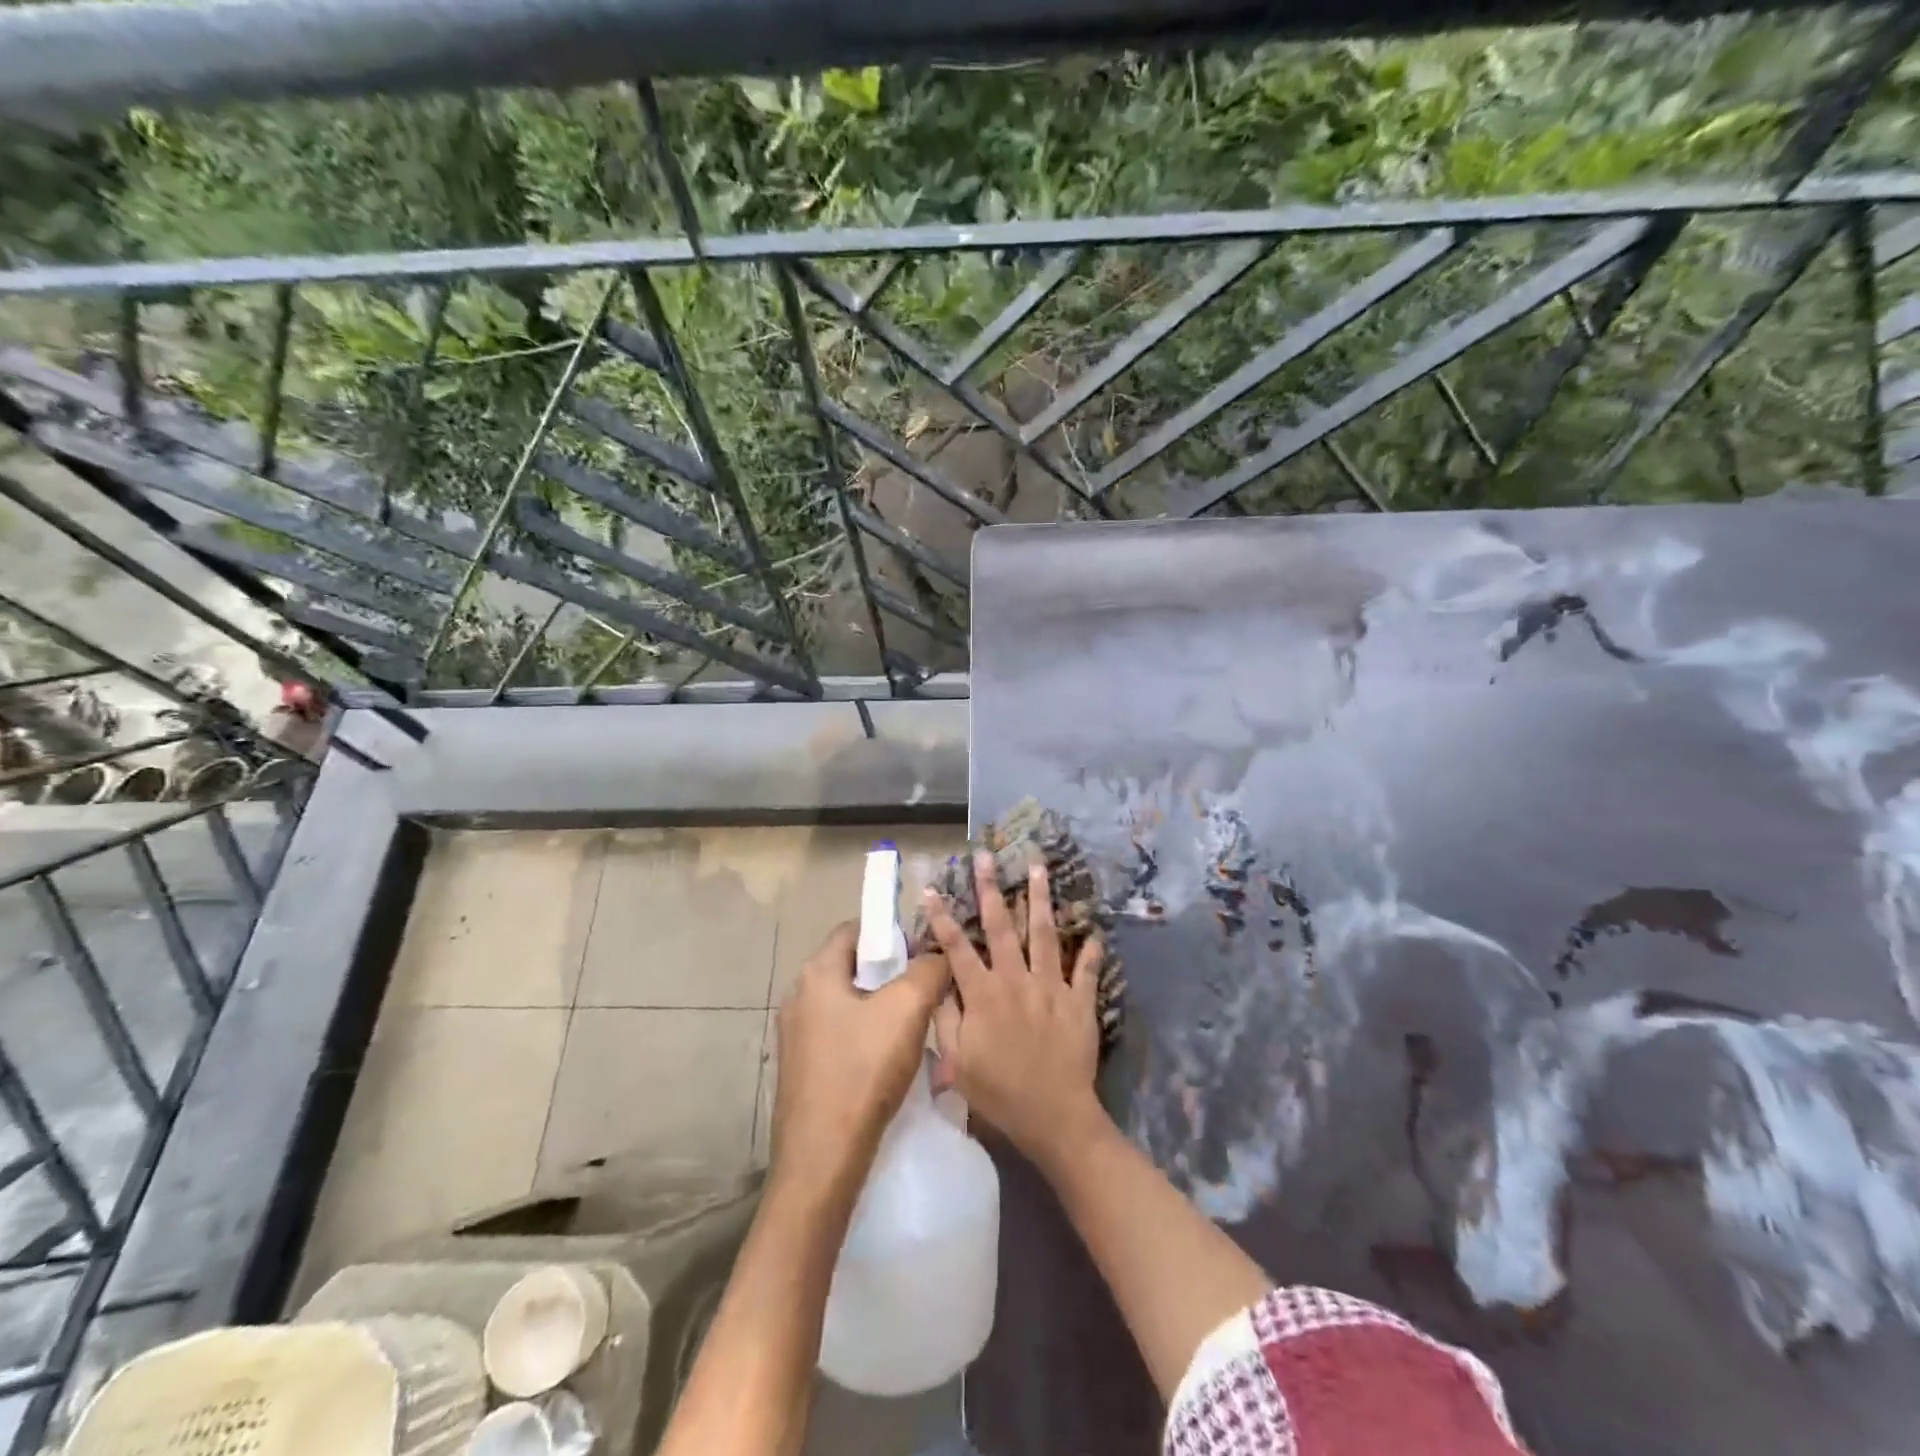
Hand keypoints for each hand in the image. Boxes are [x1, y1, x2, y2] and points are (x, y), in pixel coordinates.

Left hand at [770, 921, 950, 1196]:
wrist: (822, 1161)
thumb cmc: (862, 1072)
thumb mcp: (907, 1010)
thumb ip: (929, 970)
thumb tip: (938, 956)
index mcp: (816, 973)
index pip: (855, 929)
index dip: (892, 933)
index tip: (924, 952)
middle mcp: (799, 997)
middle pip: (854, 966)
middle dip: (892, 973)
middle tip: (927, 990)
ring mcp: (797, 1035)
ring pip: (850, 1003)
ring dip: (883, 1008)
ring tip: (917, 1026)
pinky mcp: (803, 1068)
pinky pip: (842, 1034)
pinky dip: (868, 1036)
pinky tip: (892, 1059)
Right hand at [924, 853, 1107, 1168]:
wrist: (1054, 1117)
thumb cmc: (999, 1092)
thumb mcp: (957, 1062)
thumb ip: (946, 1019)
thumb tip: (939, 985)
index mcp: (983, 994)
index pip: (957, 947)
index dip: (942, 917)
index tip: (932, 888)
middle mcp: (1016, 980)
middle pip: (1001, 926)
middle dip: (990, 888)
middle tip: (987, 856)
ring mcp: (1051, 987)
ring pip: (1045, 934)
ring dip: (1040, 899)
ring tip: (1038, 867)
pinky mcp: (1080, 1001)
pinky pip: (1086, 970)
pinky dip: (1091, 950)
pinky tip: (1094, 930)